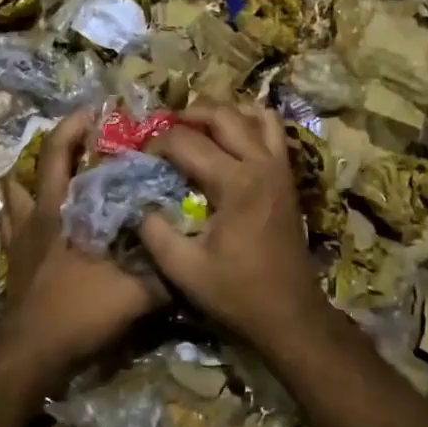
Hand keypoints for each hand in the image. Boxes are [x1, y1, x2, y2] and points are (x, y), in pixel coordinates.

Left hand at [0, 109, 165, 385]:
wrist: (33, 351)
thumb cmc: (80, 310)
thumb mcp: (136, 294)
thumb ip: (166, 275)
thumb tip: (195, 260)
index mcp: (64, 210)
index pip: (62, 154)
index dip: (76, 127)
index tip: (97, 112)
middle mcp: (39, 214)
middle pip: (40, 164)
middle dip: (60, 140)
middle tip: (81, 129)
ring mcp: (19, 237)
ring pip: (14, 192)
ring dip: (29, 175)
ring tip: (50, 170)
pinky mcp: (12, 260)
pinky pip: (7, 225)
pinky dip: (15, 212)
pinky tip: (27, 215)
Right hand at [139, 102, 327, 342]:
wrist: (290, 314)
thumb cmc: (236, 293)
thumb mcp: (182, 268)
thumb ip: (153, 230)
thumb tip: (137, 201)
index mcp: (235, 183)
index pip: (186, 141)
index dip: (156, 143)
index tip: (139, 156)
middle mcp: (261, 163)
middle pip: (221, 115)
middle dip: (186, 115)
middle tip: (161, 130)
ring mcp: (280, 167)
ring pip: (252, 114)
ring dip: (221, 113)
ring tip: (195, 126)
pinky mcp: (288, 176)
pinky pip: (273, 130)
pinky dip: (250, 122)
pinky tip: (230, 137)